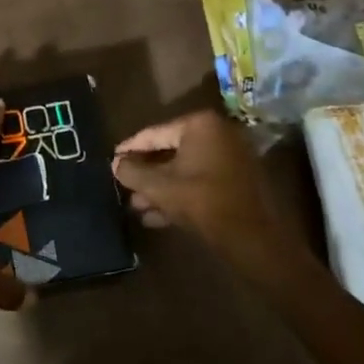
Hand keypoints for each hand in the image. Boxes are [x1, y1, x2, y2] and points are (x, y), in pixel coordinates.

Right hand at [112, 111, 313, 288]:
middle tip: (123, 187)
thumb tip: (116, 163)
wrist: (252, 238)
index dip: (129, 149)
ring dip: (160, 188)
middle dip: (146, 174)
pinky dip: (180, 194)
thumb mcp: (159, 187)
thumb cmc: (202, 202)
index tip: (110, 160)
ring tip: (137, 207)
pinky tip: (157, 216)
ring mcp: (230, 156)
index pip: (154, 134)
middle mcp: (217, 133)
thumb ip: (133, 172)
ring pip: (184, 169)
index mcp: (199, 125)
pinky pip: (199, 180)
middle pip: (169, 151)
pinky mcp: (237, 179)